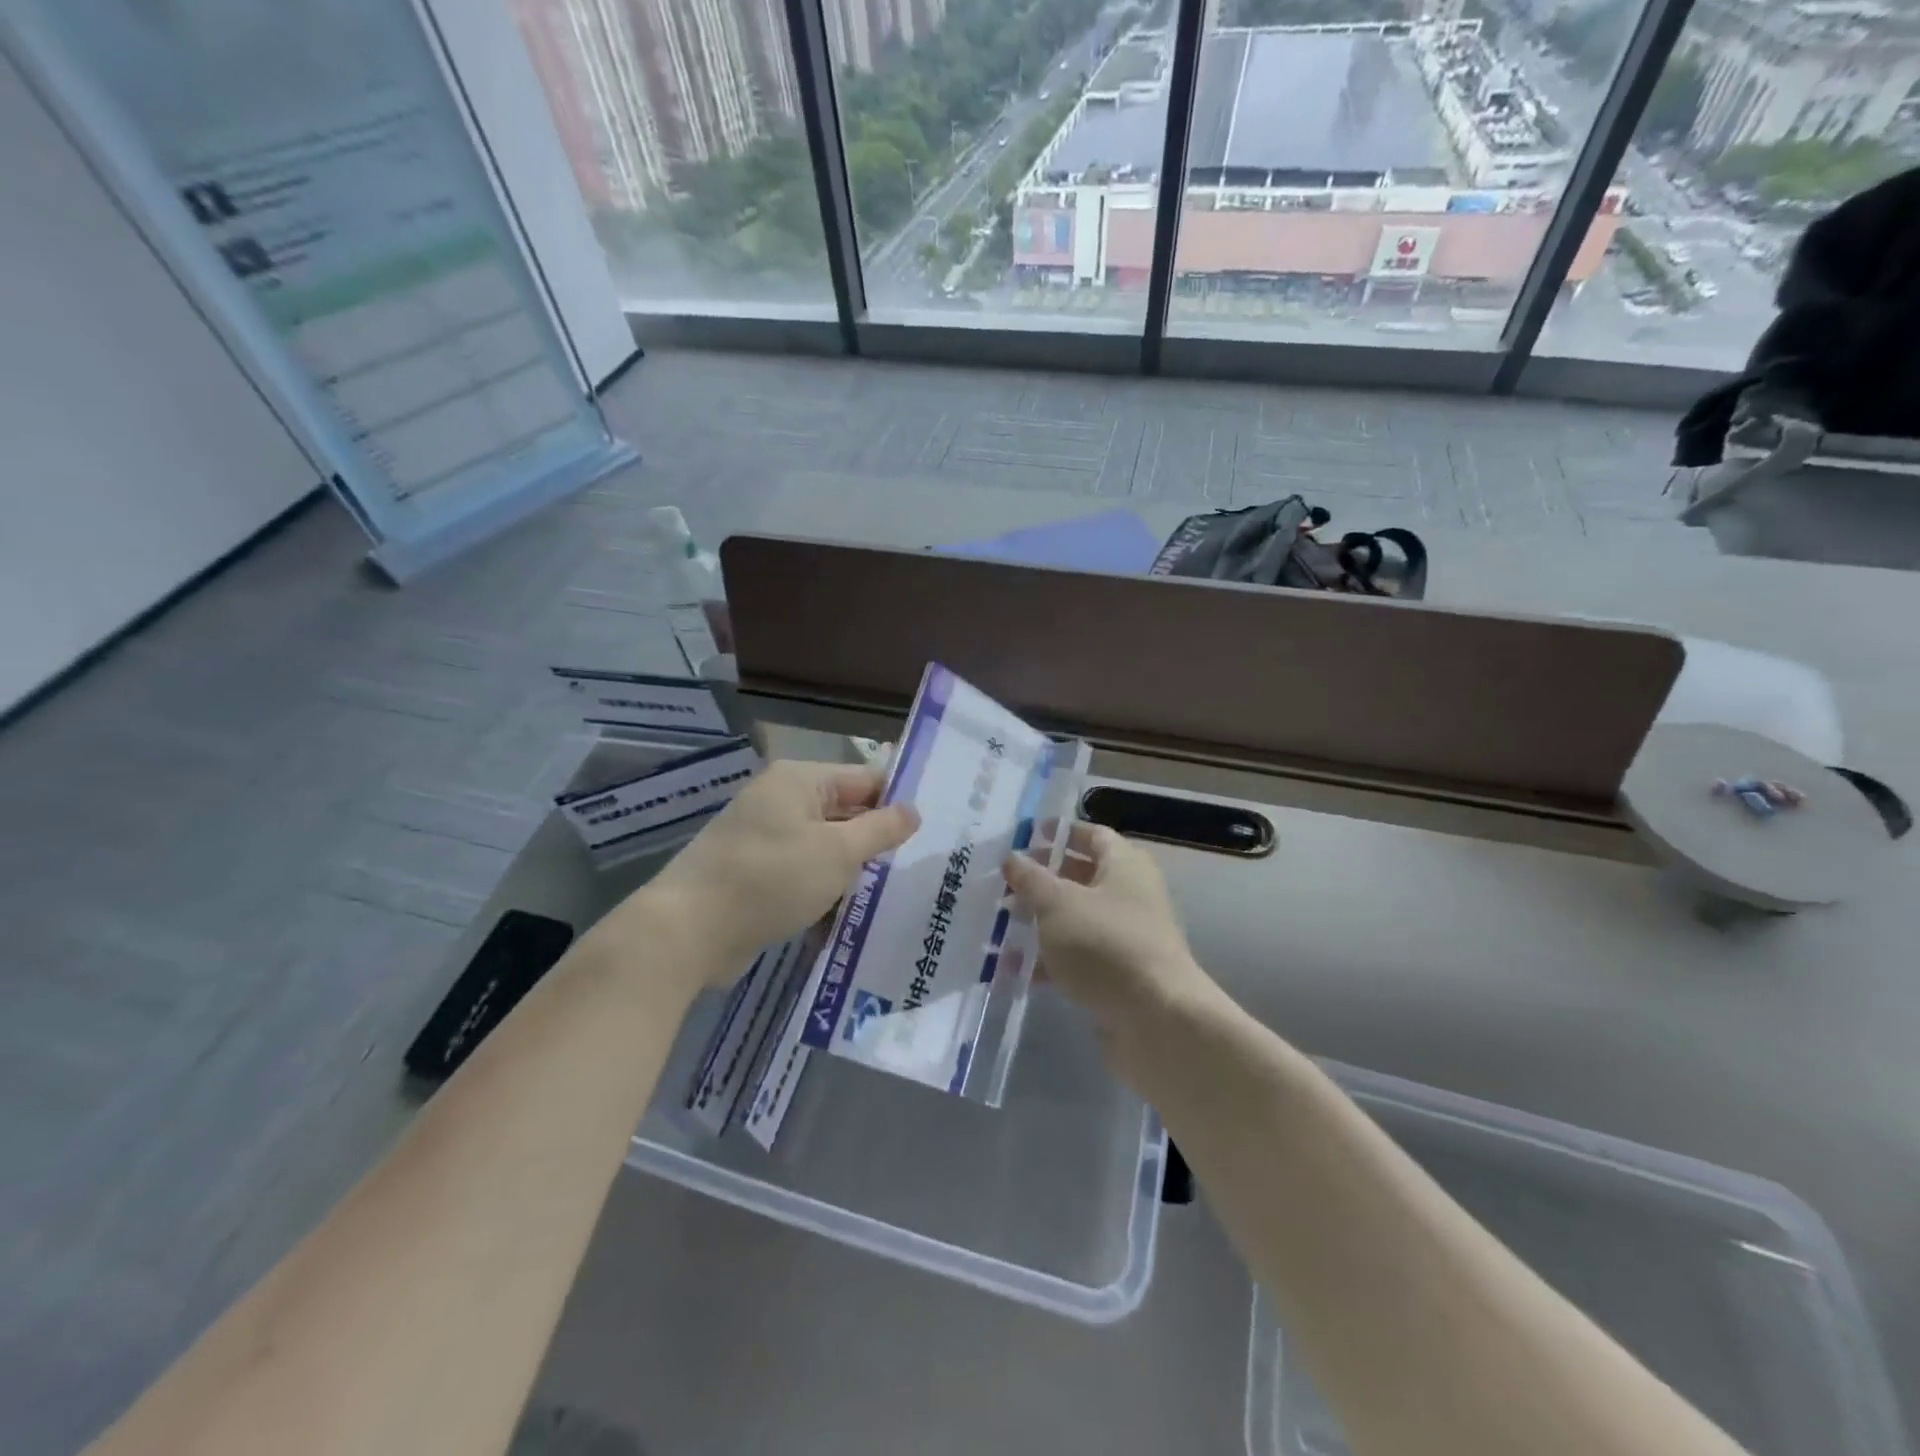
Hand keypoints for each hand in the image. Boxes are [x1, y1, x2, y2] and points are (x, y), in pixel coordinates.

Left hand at [628, 759, 918, 983]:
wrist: (688, 931)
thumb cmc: (770, 879)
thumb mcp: (837, 852)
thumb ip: (880, 829)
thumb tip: (913, 810)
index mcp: (799, 781)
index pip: (865, 779)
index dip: (897, 802)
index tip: (931, 830)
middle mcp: (779, 800)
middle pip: (844, 812)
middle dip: (876, 839)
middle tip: (918, 865)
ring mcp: (763, 837)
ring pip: (824, 845)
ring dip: (851, 868)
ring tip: (890, 892)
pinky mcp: (753, 872)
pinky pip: (801, 871)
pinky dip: (823, 886)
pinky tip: (848, 911)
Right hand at [1004, 824, 1213, 1056]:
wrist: (1155, 1020)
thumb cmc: (1105, 944)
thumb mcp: (1058, 904)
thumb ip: (1031, 878)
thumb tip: (1012, 857)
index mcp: (1124, 865)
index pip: (1090, 835)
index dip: (1057, 833)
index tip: (1021, 839)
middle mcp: (1130, 894)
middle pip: (1080, 877)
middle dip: (1040, 882)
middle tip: (1000, 886)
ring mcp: (1125, 936)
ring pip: (1075, 919)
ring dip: (1038, 922)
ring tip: (996, 928)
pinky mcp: (1117, 974)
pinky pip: (1077, 957)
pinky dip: (1048, 960)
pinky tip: (1012, 970)